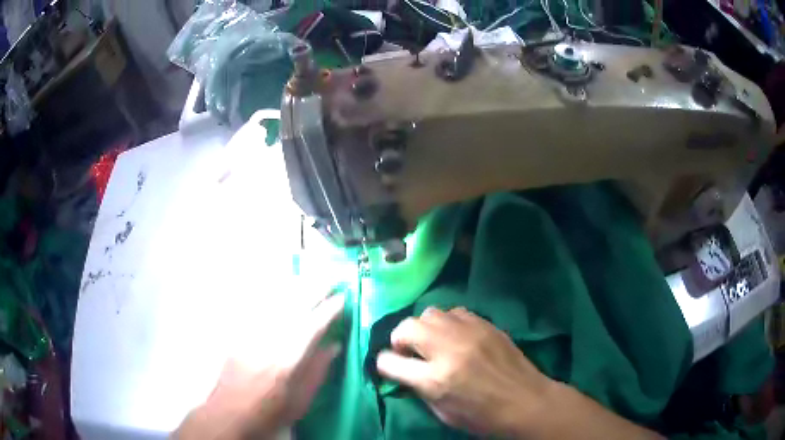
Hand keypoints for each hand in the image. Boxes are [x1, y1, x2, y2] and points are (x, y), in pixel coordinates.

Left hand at [173, 295, 343, 439]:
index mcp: (287, 360)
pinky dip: (270, 293)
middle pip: (293, 307)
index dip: (329, 310)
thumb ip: (318, 371)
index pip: (312, 326)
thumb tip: (335, 345)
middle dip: (314, 290)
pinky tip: (278, 285)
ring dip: (294, 287)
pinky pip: (255, 305)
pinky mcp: (238, 332)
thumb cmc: (270, 412)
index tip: (343, 297)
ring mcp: (250, 333)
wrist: (230, 413)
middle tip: (330, 278)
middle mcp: (268, 340)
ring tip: (310, 277)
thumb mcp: (301, 401)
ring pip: (274, 302)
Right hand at [376, 307, 663, 439]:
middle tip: (409, 353)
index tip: (389, 367)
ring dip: (424, 328)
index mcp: (435, 379)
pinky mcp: (486, 325)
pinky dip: (448, 322)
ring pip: (430, 313)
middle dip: (400, 340)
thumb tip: (405, 373)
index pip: (389, 362)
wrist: (527, 402)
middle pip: (406, 327)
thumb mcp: (443, 413)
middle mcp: (448, 350)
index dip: (384, 365)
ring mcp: (469, 333)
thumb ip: (419, 390)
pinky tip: (456, 336)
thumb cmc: (483, 417)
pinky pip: (456, 312)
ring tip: (433, 342)